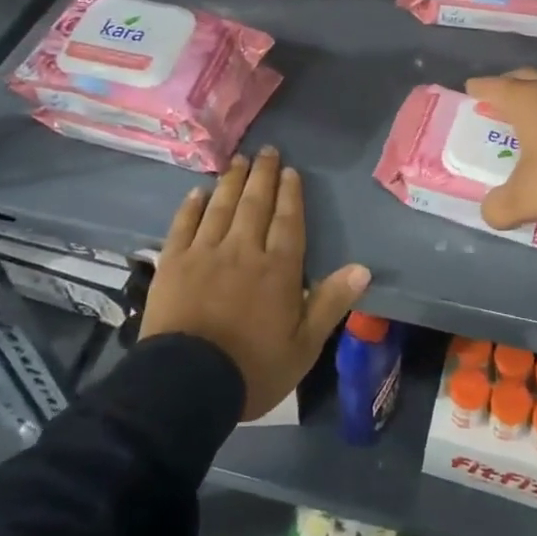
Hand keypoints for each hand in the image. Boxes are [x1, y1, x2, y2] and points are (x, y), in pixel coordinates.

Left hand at [140, 147, 371, 420]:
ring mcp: (205, 253)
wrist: (186, 384)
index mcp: (277, 269)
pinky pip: (184, 225)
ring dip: (232, 182)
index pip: (287, 221)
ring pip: (221, 207)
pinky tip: (198, 192)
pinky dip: (192, 206)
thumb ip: (331, 303)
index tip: (290, 171)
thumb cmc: (252, 368)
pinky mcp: (173, 263)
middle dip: (263, 176)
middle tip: (266, 151)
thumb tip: (363, 268)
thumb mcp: (304, 345)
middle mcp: (243, 250)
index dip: (290, 194)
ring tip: (238, 161)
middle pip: (255, 204)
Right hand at [465, 68, 536, 231]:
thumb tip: (490, 212)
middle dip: (511, 85)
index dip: (480, 89)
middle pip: (527, 78)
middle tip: (499, 98)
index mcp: (527, 101)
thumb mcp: (523, 199)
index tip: (470, 89)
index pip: (496, 87)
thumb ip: (499, 207)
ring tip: (532, 116)